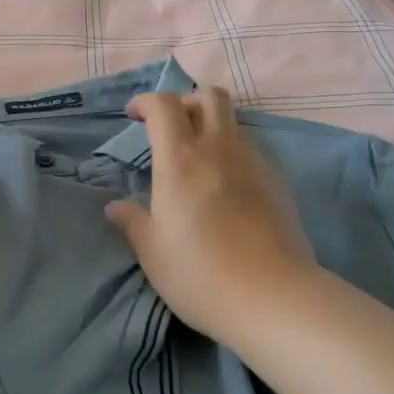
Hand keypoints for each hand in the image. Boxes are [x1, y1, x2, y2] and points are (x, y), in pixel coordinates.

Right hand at [104, 87, 317, 343]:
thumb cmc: (200, 273)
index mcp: (181, 159)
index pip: (163, 105)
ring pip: (234, 123)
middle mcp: (219, 149)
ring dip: (214, 129)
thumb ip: (132, 222)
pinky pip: (252, 152)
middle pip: (210, 96)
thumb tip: (115, 207)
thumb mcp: (152, 251)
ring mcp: (254, 163)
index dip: (146, 101)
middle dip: (188, 101)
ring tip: (200, 162)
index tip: (134, 116)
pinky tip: (228, 190)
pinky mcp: (279, 184)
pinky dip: (235, 156)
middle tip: (173, 127)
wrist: (274, 297)